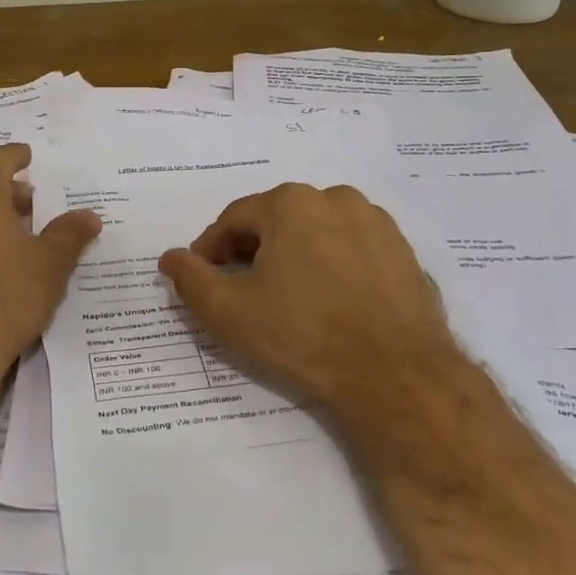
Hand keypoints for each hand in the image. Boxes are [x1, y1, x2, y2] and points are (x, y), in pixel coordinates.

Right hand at [157, 183, 464, 432]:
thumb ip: (191, 279)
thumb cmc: (302, 334)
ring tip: (287, 298)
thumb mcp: (229, 311)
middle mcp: (336, 199)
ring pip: (317, 233)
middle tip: (242, 290)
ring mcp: (377, 224)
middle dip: (253, 251)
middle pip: (277, 221)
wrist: (395, 375)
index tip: (203, 278)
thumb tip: (170, 258)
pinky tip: (330, 304)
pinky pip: (353, 252)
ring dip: (295, 256)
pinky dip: (334, 268)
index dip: (211, 249)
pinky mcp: (405, 253)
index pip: (234, 219)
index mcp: (291, 203)